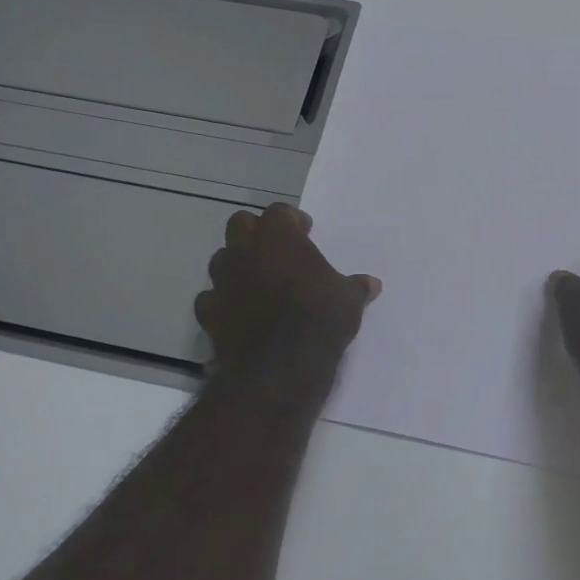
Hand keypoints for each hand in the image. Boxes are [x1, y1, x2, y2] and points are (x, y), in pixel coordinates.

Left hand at [195, 204, 381, 372]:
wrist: (279, 367)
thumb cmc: (319, 320)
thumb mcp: (349, 301)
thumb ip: (356, 287)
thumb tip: (372, 284)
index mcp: (279, 236)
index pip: (279, 212)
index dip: (292, 220)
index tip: (306, 233)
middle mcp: (245, 250)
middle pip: (241, 224)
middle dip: (256, 232)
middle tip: (276, 250)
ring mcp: (222, 280)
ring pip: (221, 258)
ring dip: (237, 264)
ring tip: (257, 281)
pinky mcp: (208, 311)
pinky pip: (211, 297)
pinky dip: (223, 301)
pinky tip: (238, 313)